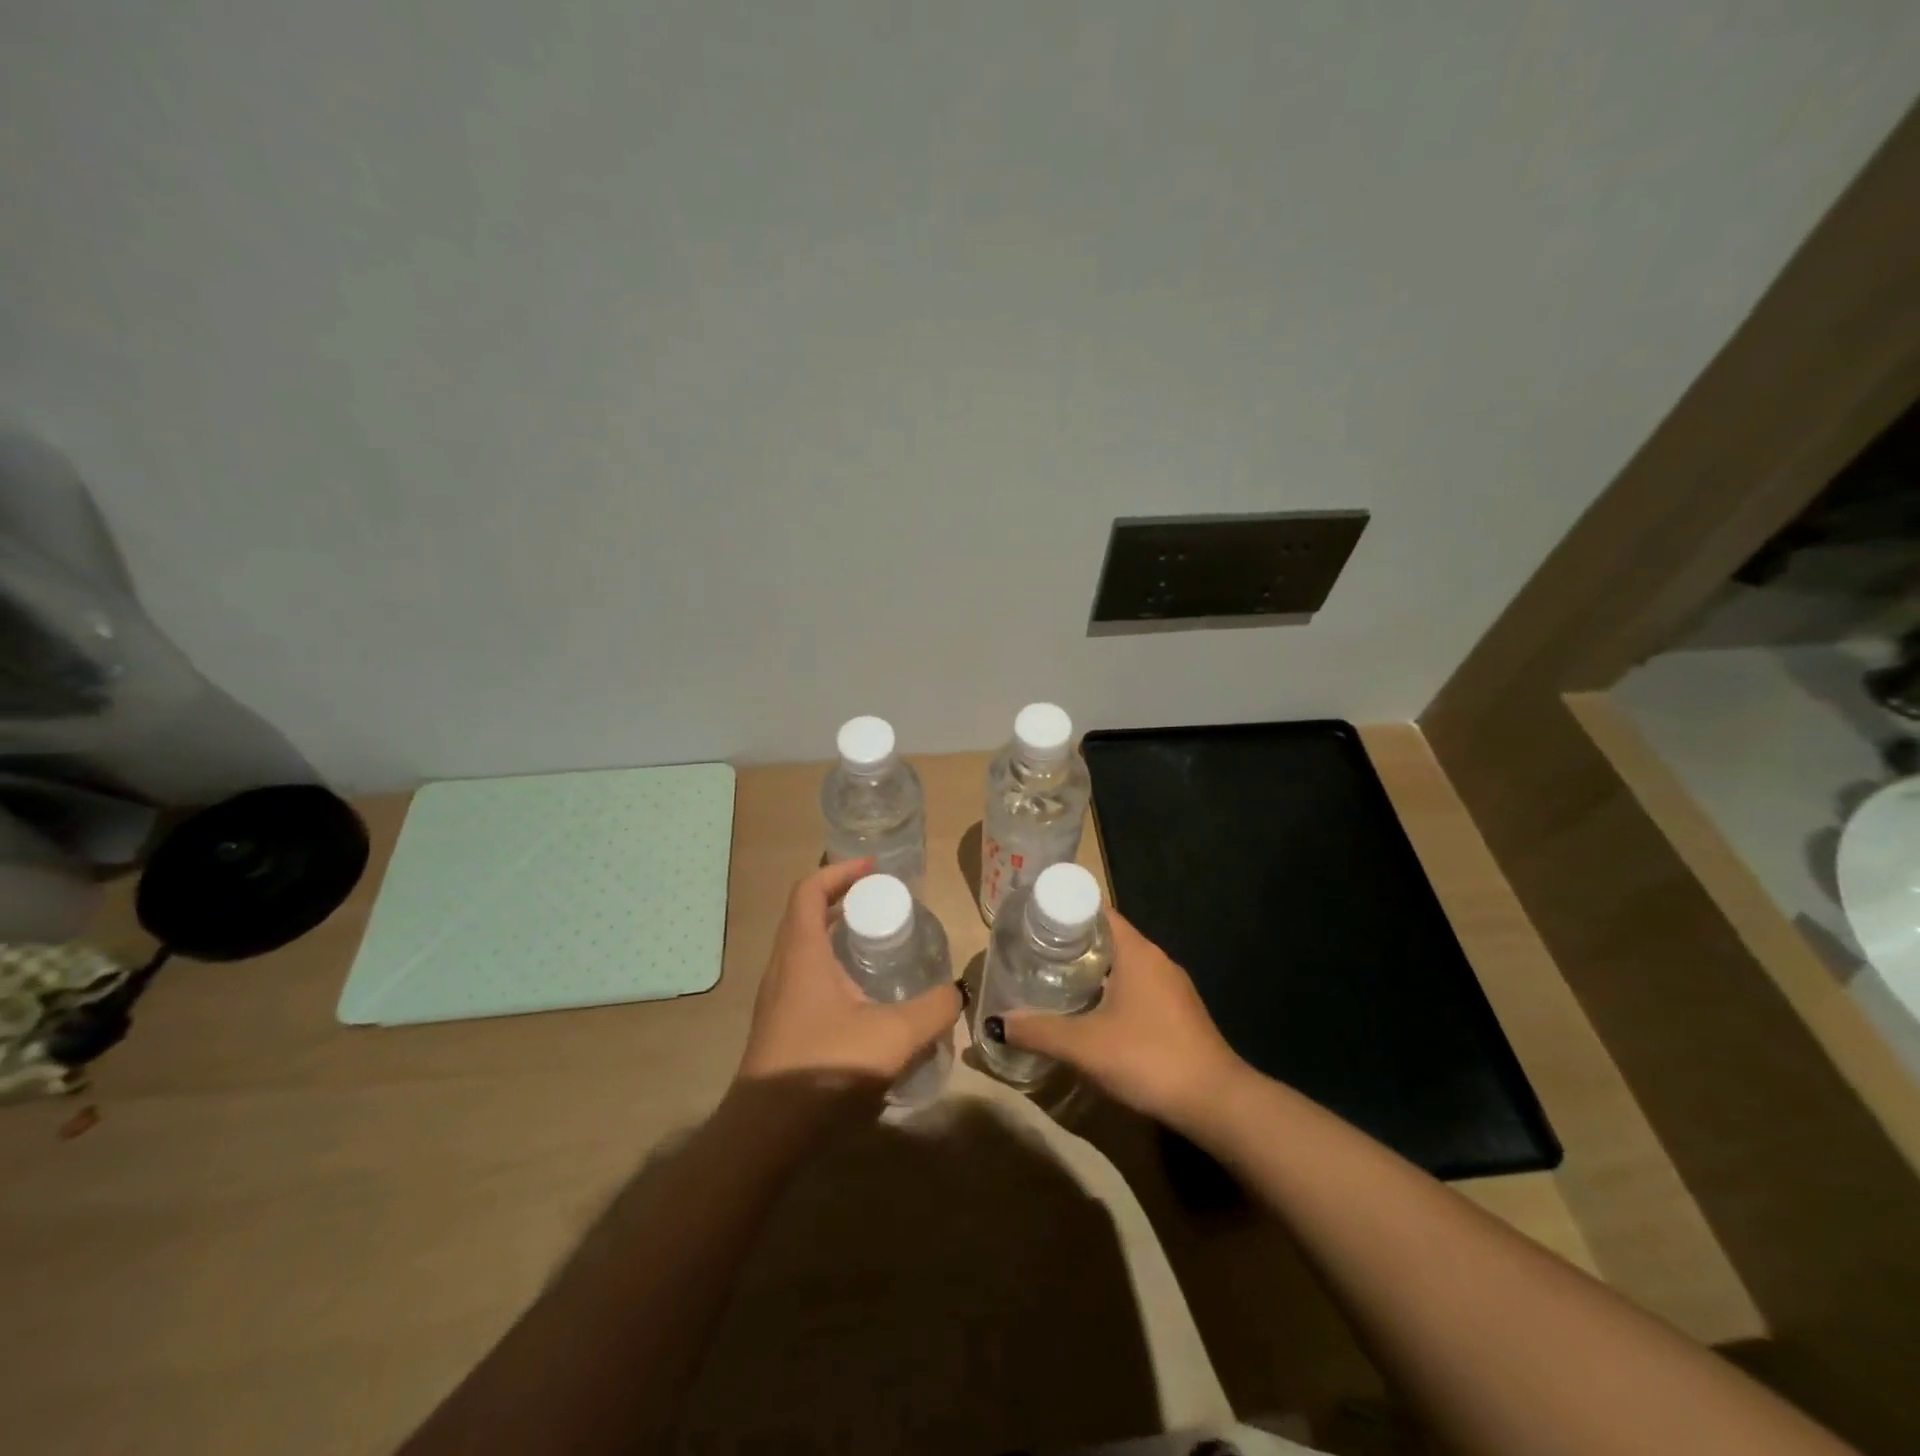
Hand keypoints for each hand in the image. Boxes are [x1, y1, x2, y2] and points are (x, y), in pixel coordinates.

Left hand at [736, 859, 961, 1090]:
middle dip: (843, 901)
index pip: (809, 890)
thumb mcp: (894, 1036)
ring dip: (836, 937)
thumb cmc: (824, 1067)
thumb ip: (934, 1011)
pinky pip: (806, 978)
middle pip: (806, 915)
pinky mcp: (779, 1026)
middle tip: (883, 906)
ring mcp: (777, 999)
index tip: (873, 870)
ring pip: (804, 949)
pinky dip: (833, 969)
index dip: (839, 871)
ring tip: (878, 946)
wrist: (765, 1135)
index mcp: (801, 952)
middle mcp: (783, 967)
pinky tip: (864, 998)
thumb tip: (958, 993)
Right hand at [998, 909, 1243, 1127]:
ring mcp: (1173, 986)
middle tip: (1036, 954)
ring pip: (1125, 964)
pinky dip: (1113, 991)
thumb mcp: (1085, 1046)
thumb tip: (996, 1023)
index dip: (1065, 911)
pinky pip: (1139, 987)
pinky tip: (1095, 1015)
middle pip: (1109, 937)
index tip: (1035, 921)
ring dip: (1094, 970)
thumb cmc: (1148, 1057)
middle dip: (1073, 943)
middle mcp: (1157, 959)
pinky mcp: (1180, 1012)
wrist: (1216, 1102)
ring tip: (1057, 982)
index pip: (1097, 911)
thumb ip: (1039, 1031)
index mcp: (1137, 951)